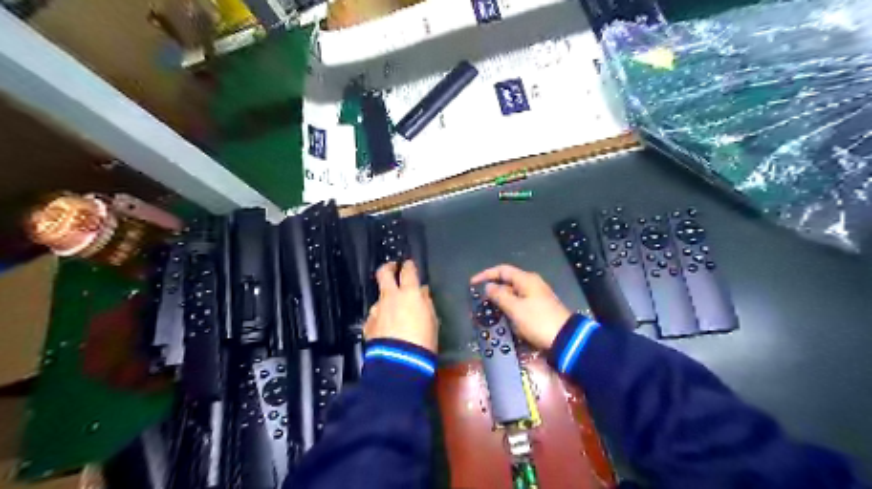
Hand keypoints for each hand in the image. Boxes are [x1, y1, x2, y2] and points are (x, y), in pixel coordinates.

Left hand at [364, 262, 440, 352]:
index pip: (408, 271)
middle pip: (383, 273)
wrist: (400, 362)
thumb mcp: (432, 320)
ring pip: (379, 298)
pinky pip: (375, 317)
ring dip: (386, 301)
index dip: (408, 265)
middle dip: (388, 268)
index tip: (408, 264)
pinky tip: (386, 329)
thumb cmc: (423, 340)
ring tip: (393, 313)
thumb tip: (422, 292)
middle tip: (392, 268)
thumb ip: (426, 302)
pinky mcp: (369, 325)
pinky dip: (381, 319)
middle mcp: (390, 297)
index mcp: (409, 293)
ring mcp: (377, 310)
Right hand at [470, 265, 572, 348]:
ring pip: (511, 296)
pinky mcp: (537, 310)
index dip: (485, 275)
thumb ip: (499, 296)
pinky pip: (518, 306)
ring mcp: (535, 298)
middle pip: (506, 283)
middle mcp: (531, 285)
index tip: (472, 284)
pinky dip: (508, 310)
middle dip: (491, 291)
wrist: (565, 339)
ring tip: (486, 313)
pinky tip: (501, 320)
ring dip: (499, 303)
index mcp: (526, 280)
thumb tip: (488, 286)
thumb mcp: (515, 308)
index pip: (502, 270)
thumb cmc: (538, 321)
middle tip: (478, 302)